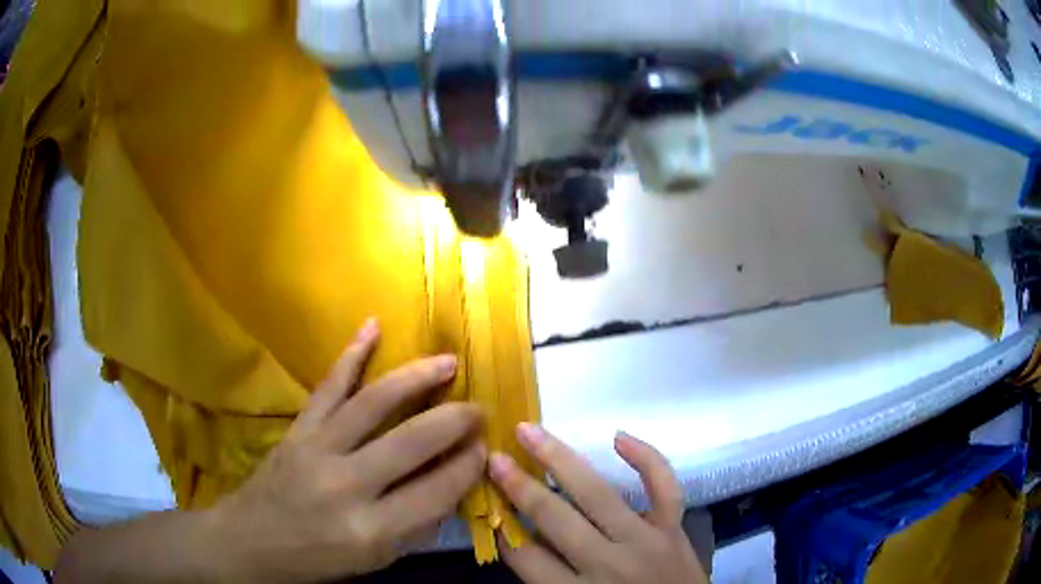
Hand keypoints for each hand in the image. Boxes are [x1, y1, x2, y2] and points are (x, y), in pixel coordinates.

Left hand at [209, 319, 485, 581]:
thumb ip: (417, 525)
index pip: (437, 490)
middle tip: (477, 408)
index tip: (484, 448)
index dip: (467, 465)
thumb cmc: (318, 558)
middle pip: (413, 441)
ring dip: (416, 377)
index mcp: (371, 529)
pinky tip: (373, 327)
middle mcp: (347, 485)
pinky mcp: (299, 428)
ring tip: (448, 361)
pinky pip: (328, 385)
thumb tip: (454, 484)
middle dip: (454, 419)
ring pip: (374, 403)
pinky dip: (351, 354)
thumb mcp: (376, 559)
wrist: (252, 539)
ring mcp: (318, 448)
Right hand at [489, 425, 707, 583]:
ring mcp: (645, 541)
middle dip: (518, 486)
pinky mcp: (674, 529)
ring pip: (597, 493)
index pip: (526, 555)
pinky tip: (619, 437)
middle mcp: (607, 564)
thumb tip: (521, 536)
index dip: (502, 526)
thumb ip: (546, 578)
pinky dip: (646, 458)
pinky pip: (664, 487)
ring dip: (559, 459)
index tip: (488, 500)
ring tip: (530, 431)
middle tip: (494, 457)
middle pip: (554, 518)